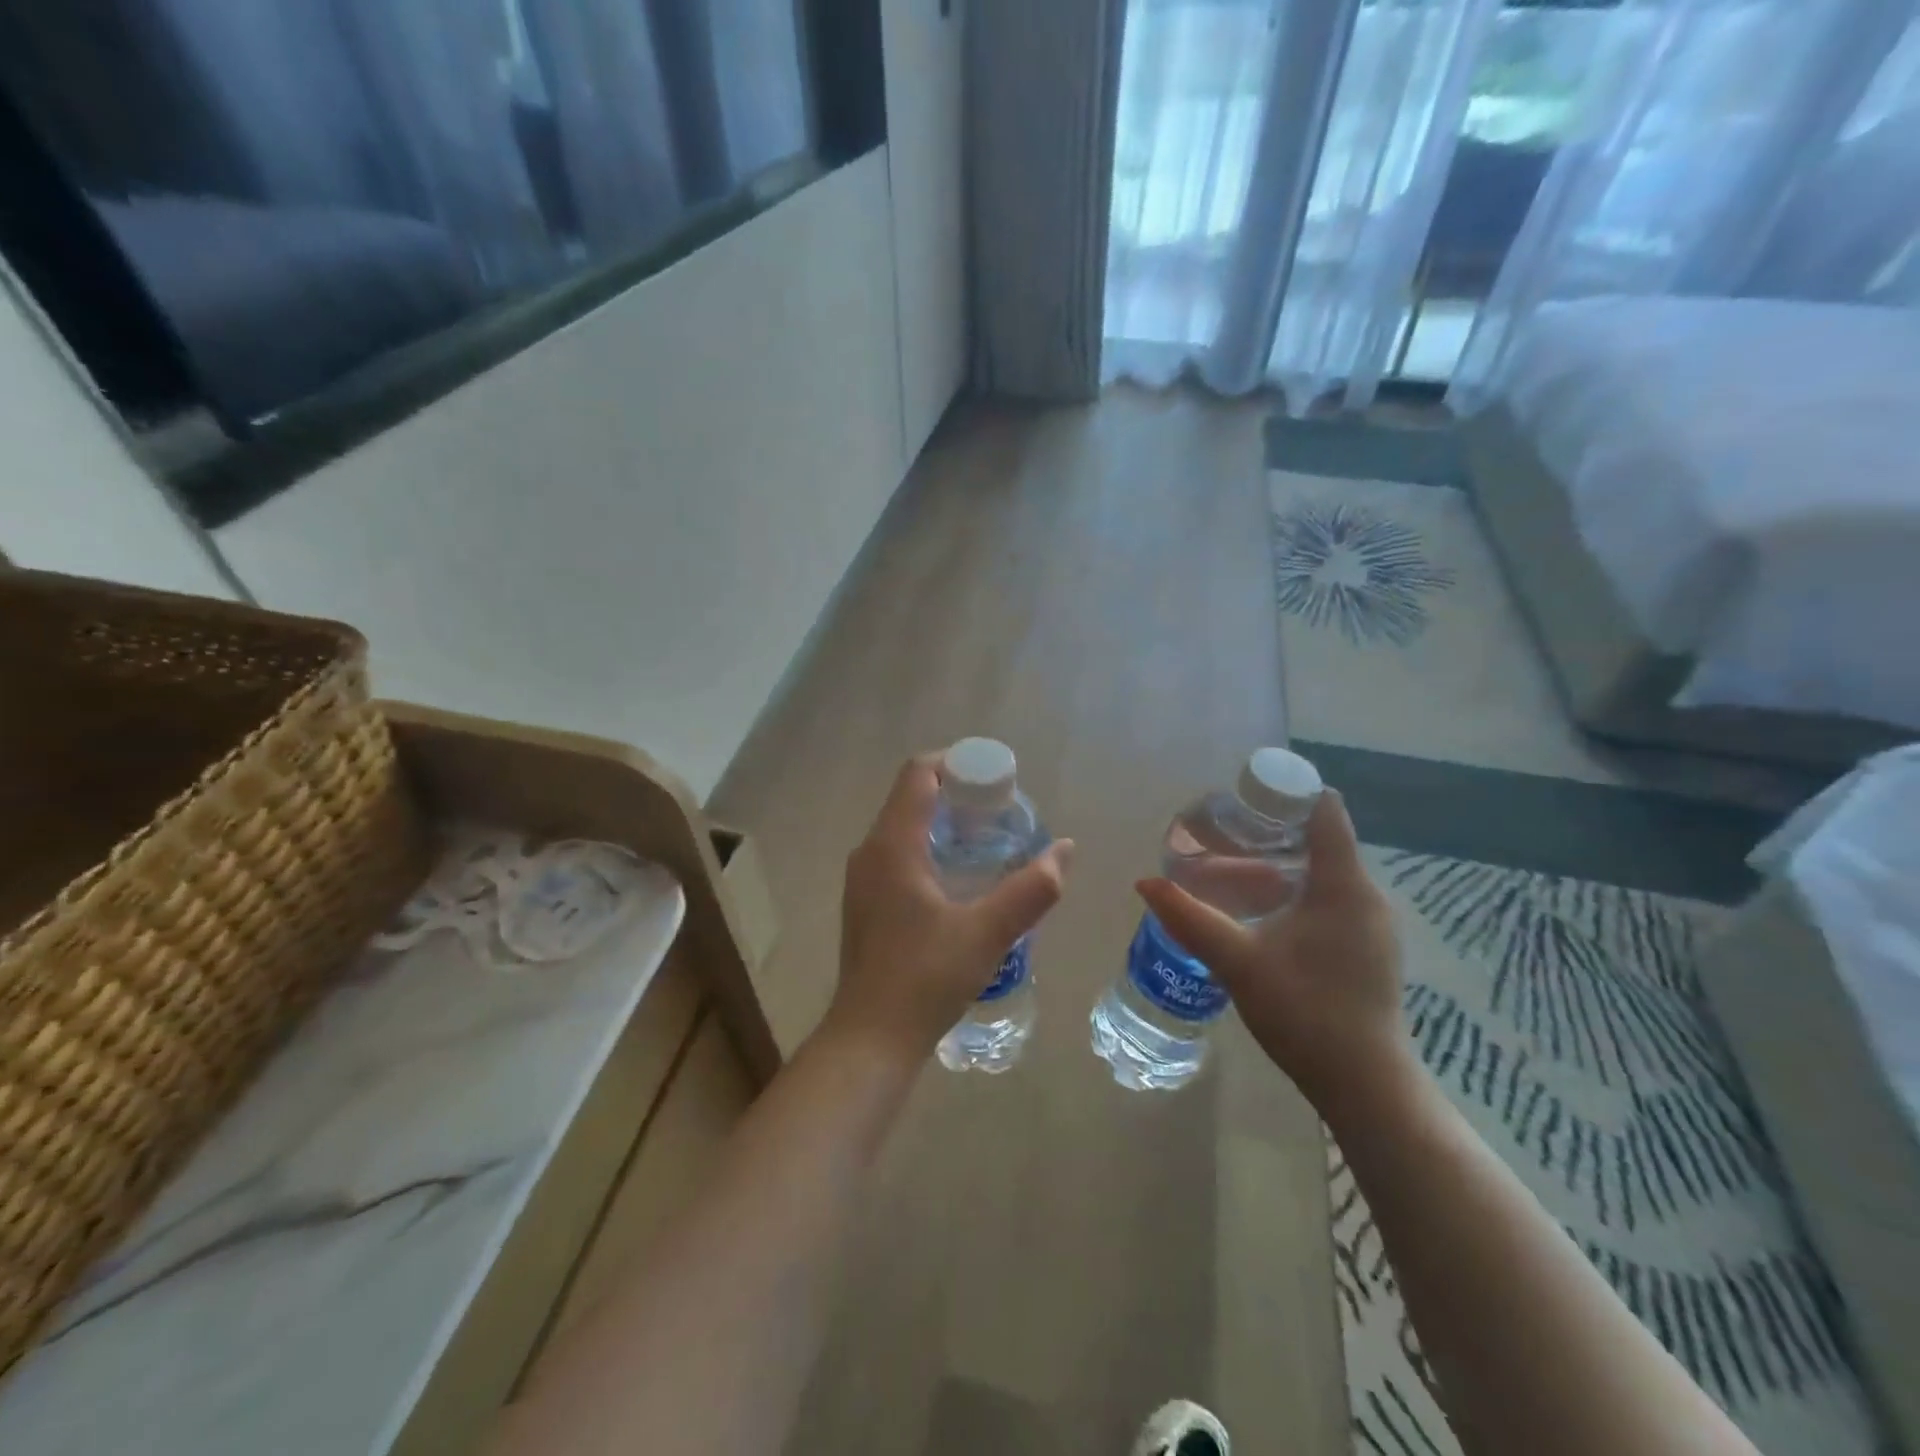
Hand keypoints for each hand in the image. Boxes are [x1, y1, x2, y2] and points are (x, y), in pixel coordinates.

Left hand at [829, 754, 1073, 1062]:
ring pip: (904, 826)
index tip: (996, 780)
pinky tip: (960, 879)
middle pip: (912, 796)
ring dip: (945, 822)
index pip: (918, 773)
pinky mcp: (866, 902)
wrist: (870, 1039)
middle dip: (958, 793)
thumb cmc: (925, 978)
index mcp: (892, 845)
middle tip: (1001, 812)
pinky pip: (898, 853)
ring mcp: (863, 878)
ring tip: (988, 842)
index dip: (957, 764)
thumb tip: (1064, 848)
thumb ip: (1032, 889)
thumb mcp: (988, 933)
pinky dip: (930, 847)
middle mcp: (870, 852)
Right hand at [1136, 791, 1405, 1114]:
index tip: (1240, 797)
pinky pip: (1331, 897)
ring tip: (1231, 868)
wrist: (1365, 1085)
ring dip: (1281, 863)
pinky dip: (1296, 890)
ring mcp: (1372, 923)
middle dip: (1270, 831)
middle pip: (1320, 839)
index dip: (1284, 794)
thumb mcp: (1237, 961)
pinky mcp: (1369, 947)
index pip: (1323, 811)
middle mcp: (1366, 895)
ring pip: (1325, 871)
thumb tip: (1144, 883)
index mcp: (1343, 885)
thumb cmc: (1304, 1012)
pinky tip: (1262, 910)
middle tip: (1219, 833)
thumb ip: (1189, 918)